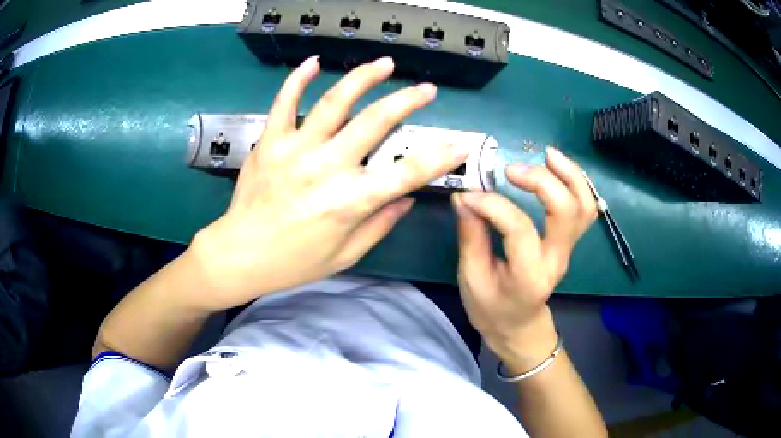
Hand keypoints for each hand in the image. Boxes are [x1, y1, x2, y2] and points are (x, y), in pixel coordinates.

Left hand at [187, 57, 468, 310]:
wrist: (240, 254)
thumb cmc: (294, 262)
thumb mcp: (346, 255)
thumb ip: (380, 224)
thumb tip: (407, 198)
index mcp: (350, 201)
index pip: (408, 172)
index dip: (440, 157)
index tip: (461, 144)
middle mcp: (327, 168)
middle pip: (377, 123)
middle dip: (408, 102)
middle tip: (427, 90)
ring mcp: (296, 149)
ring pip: (336, 102)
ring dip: (364, 78)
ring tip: (385, 64)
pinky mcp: (270, 141)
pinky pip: (285, 102)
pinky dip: (298, 78)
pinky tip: (314, 62)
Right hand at [452, 148, 596, 370]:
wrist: (519, 326)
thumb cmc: (492, 309)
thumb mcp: (472, 279)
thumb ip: (471, 237)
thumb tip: (464, 197)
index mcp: (528, 277)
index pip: (519, 229)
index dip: (492, 205)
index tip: (468, 196)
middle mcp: (556, 260)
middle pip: (567, 211)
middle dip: (542, 181)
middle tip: (511, 169)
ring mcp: (568, 249)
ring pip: (584, 206)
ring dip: (570, 175)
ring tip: (547, 155)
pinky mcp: (569, 241)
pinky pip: (583, 207)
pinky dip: (575, 182)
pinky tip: (556, 167)